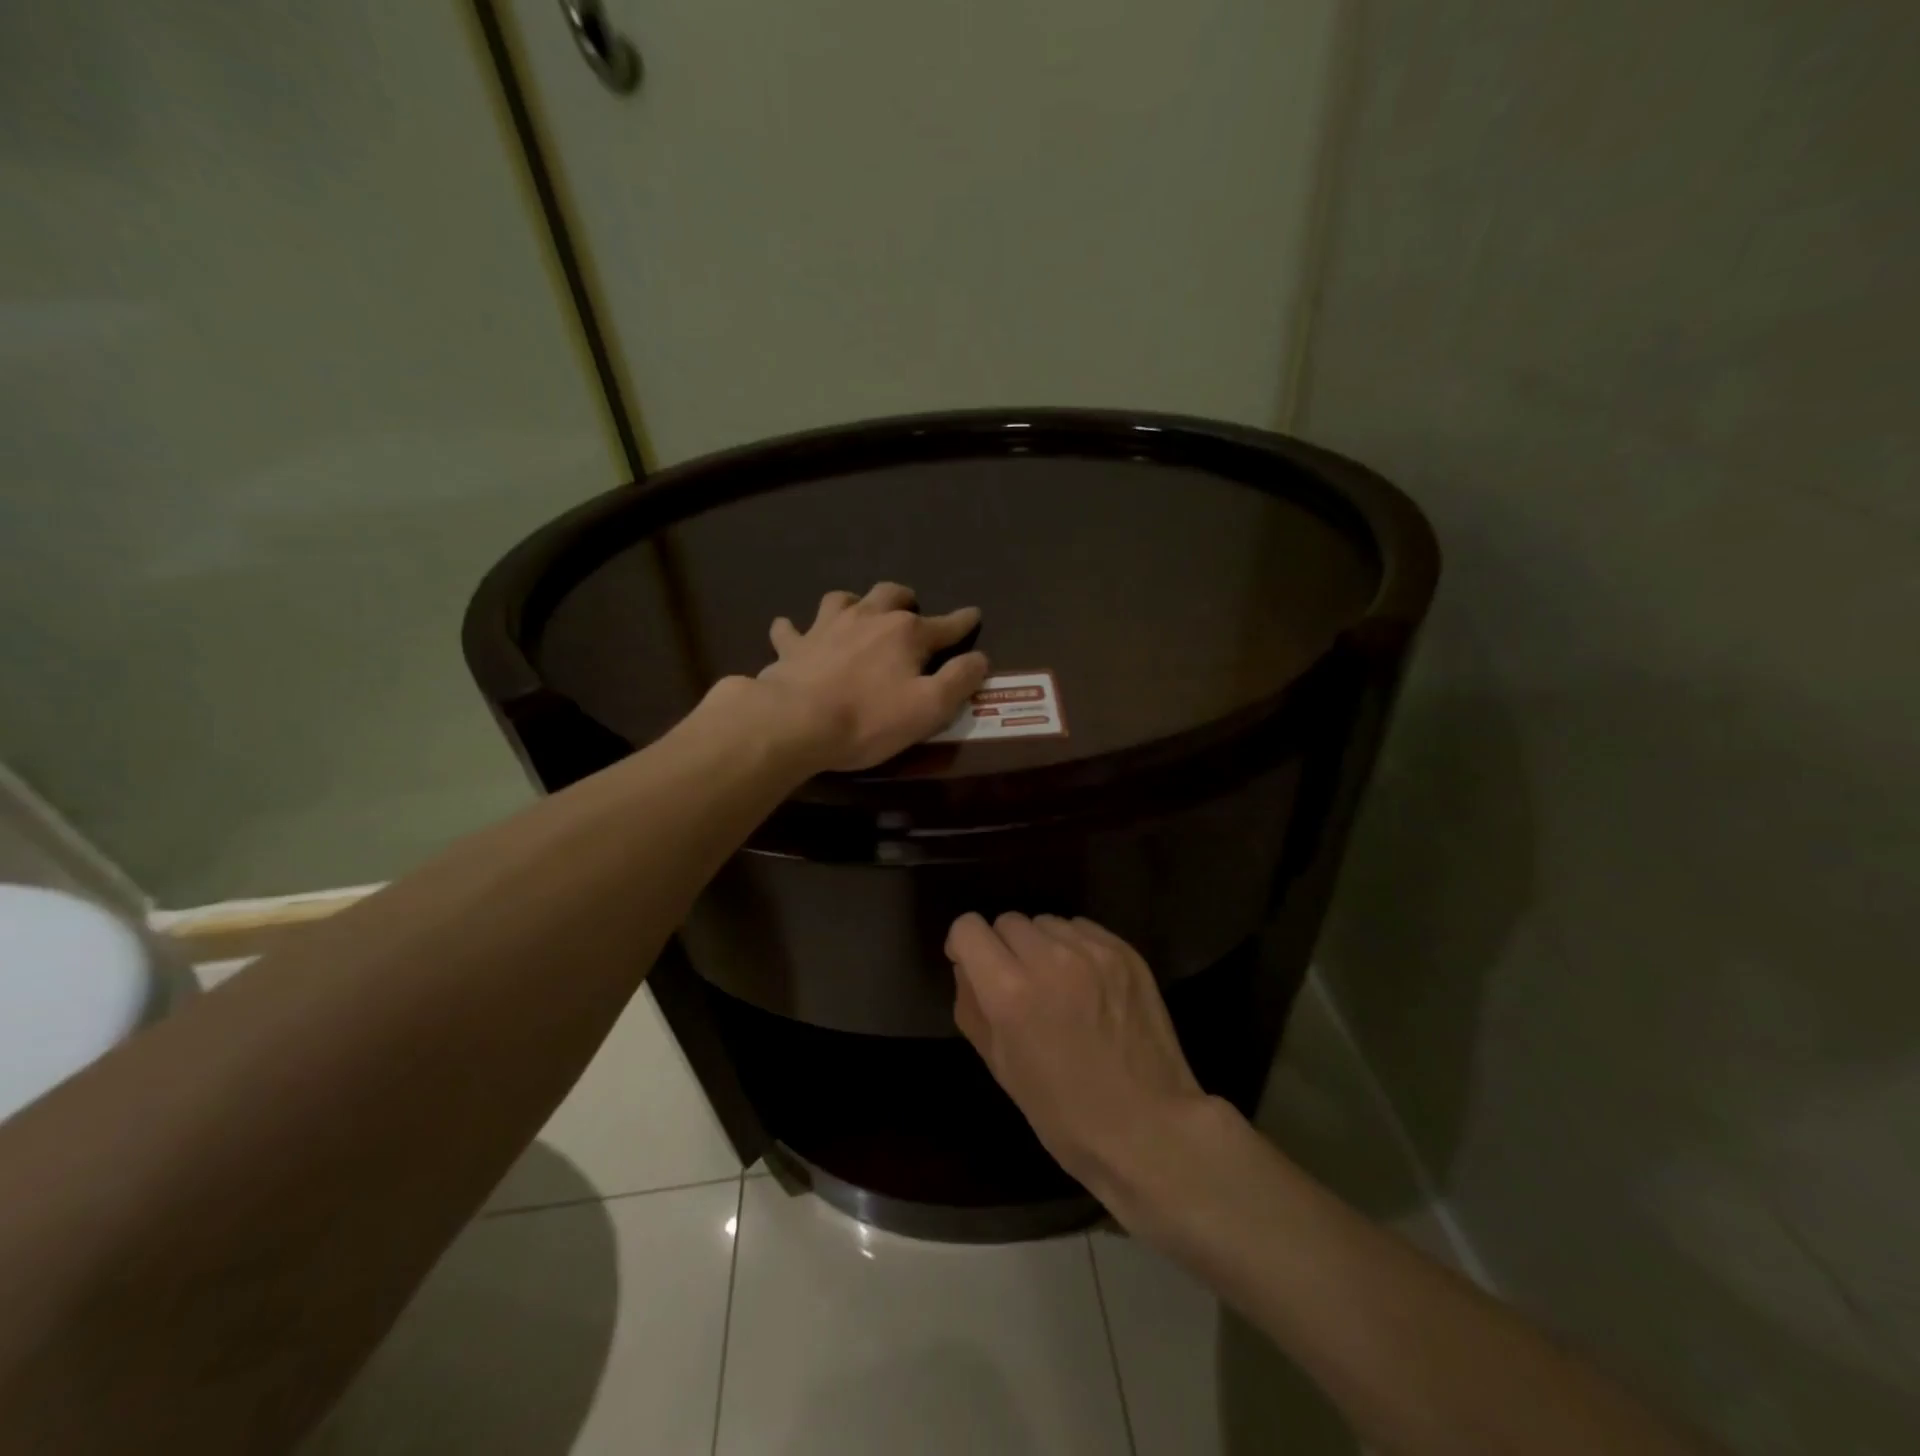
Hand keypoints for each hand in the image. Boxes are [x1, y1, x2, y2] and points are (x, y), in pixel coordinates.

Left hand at [756, 582, 988, 771]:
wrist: (796, 722)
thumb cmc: (869, 719)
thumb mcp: (929, 707)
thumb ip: (959, 680)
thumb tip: (979, 658)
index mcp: (906, 633)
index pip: (945, 625)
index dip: (963, 622)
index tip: (973, 615)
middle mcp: (868, 618)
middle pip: (891, 594)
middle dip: (905, 598)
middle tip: (910, 608)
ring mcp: (826, 627)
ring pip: (843, 599)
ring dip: (855, 602)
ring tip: (858, 612)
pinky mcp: (793, 646)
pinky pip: (790, 629)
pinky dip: (793, 628)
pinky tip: (791, 630)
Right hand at [947, 912, 1209, 1200]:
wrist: (1150, 1127)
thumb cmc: (1065, 1114)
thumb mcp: (1001, 1067)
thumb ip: (972, 1007)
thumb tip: (967, 967)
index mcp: (1011, 992)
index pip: (968, 929)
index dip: (964, 947)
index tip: (974, 968)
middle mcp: (1049, 959)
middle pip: (1007, 921)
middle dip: (1004, 949)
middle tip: (1021, 986)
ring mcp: (1092, 952)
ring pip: (1046, 922)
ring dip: (1041, 946)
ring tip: (1058, 985)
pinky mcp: (1125, 952)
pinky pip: (1082, 929)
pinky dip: (1075, 947)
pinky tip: (1089, 984)